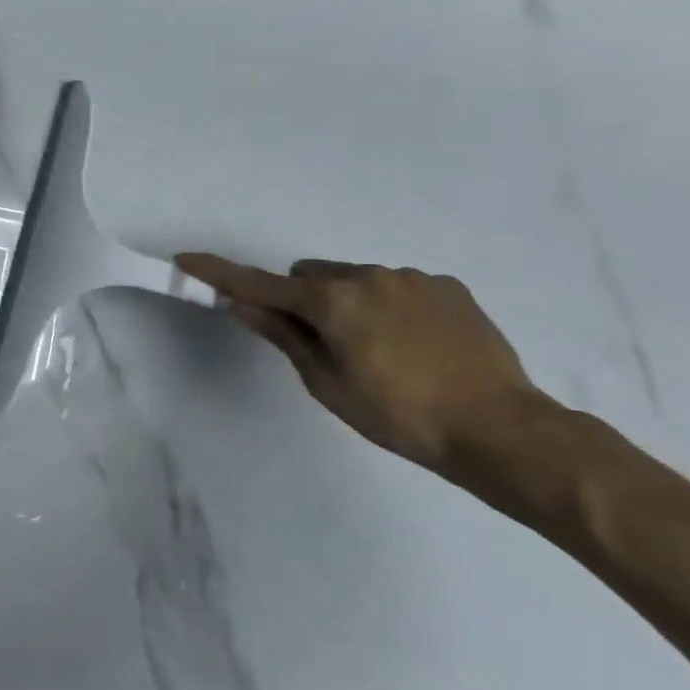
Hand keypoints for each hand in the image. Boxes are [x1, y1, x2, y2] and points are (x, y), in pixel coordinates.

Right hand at [173, 254, 546, 474]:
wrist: (504, 431)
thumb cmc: (400, 416)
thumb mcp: (328, 384)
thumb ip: (284, 336)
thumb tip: (242, 305)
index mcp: (333, 302)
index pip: (260, 284)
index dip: (219, 274)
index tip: (186, 258)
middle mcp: (368, 276)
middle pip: (310, 276)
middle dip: (303, 300)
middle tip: (323, 343)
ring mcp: (412, 278)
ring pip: (354, 279)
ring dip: (348, 303)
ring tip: (381, 351)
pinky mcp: (448, 287)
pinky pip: (397, 286)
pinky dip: (389, 306)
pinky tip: (416, 345)